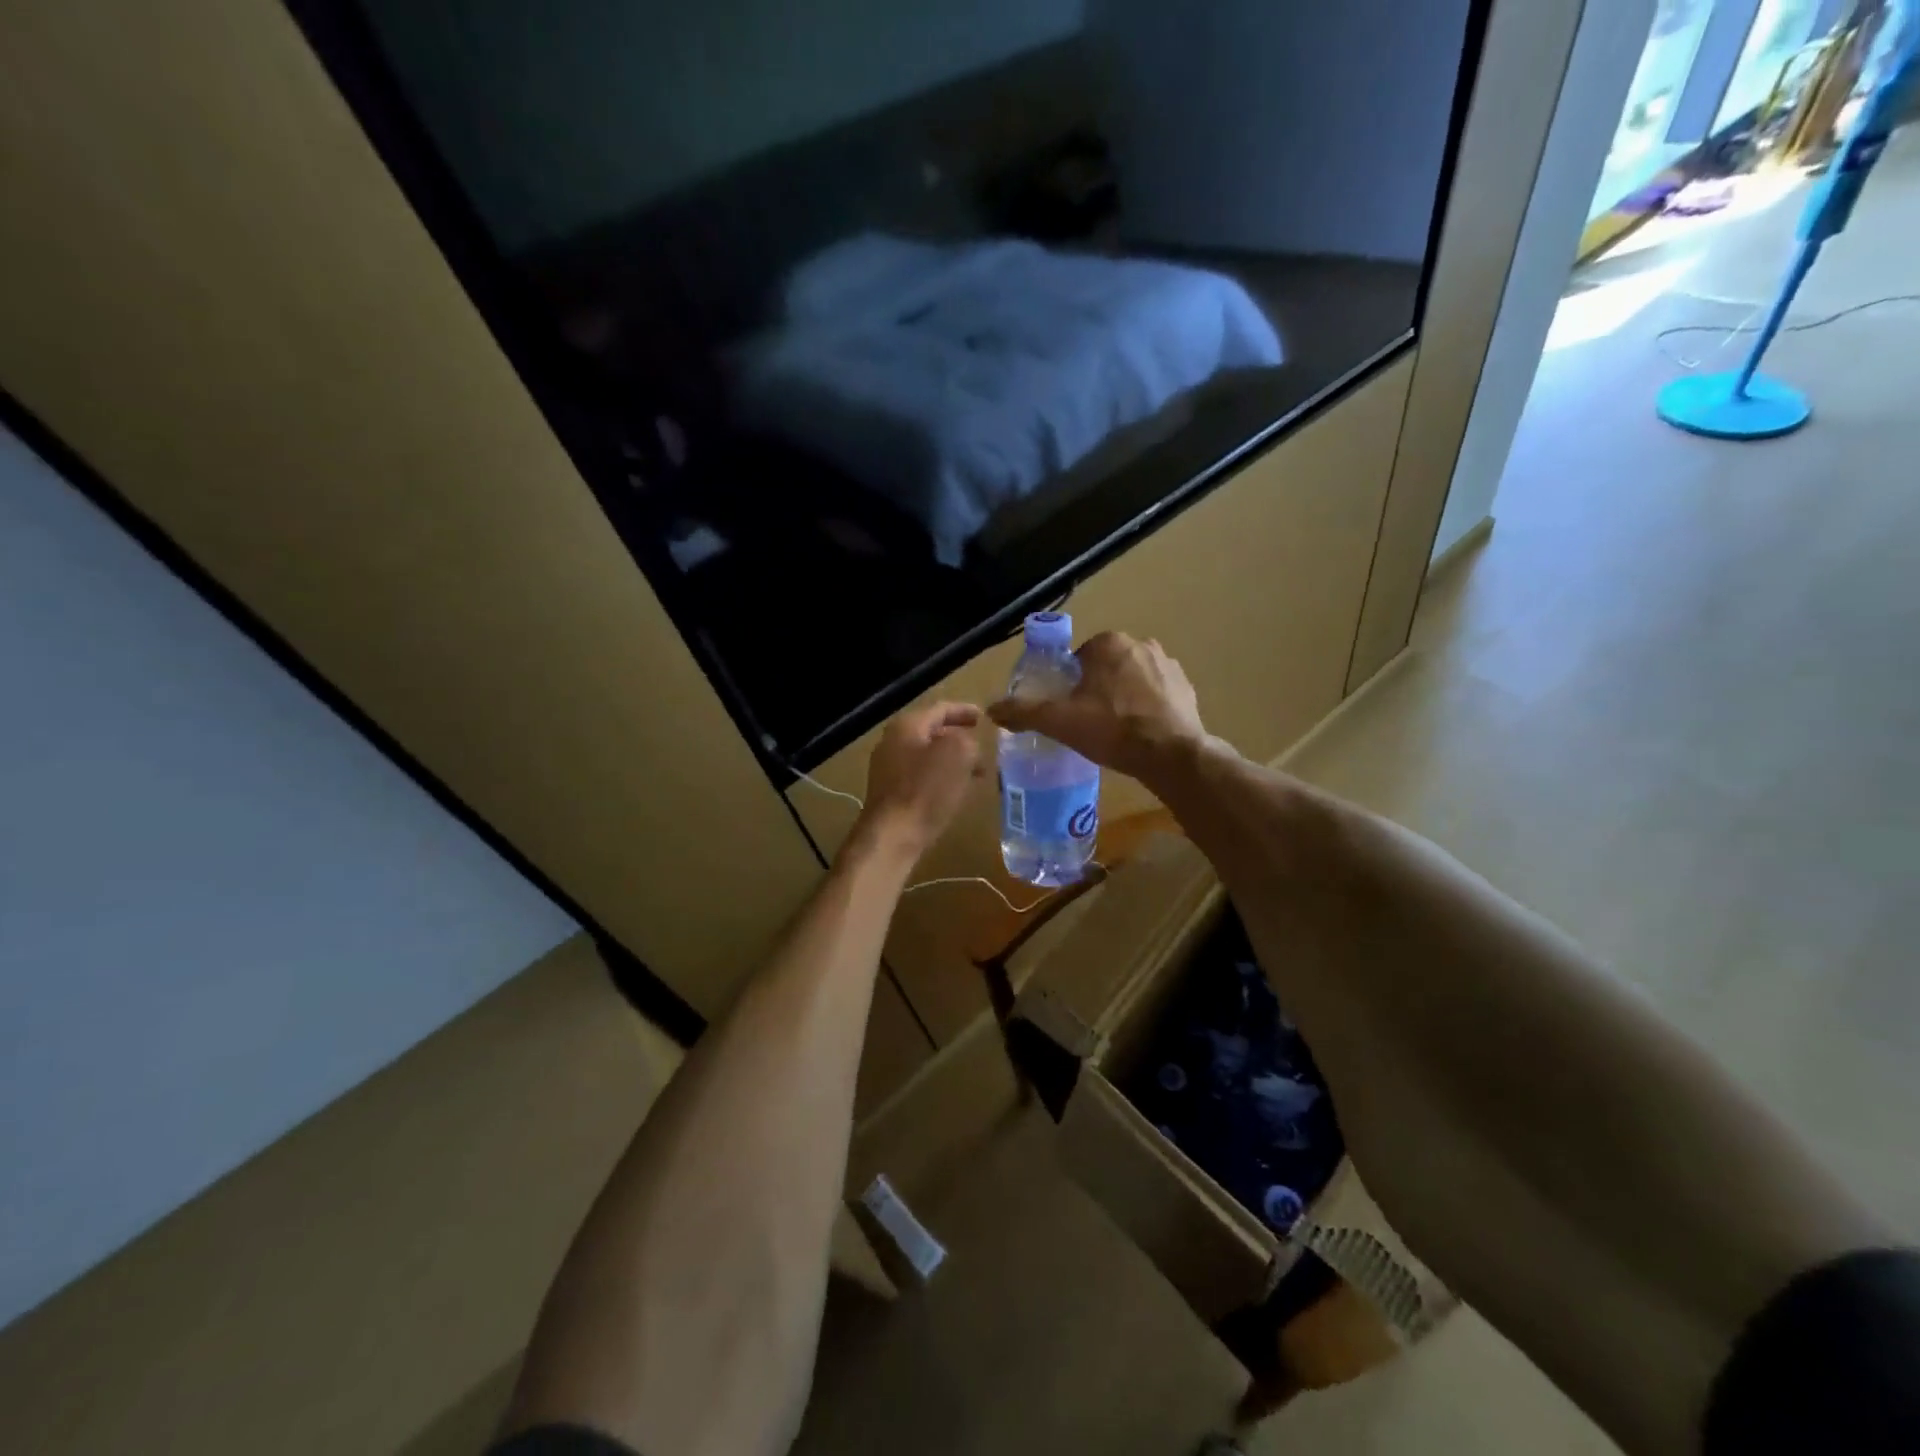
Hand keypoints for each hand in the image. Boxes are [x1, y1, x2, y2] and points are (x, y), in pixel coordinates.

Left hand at [851, 702, 983, 863]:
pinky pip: (921, 777)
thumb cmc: (926, 790)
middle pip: (931, 732)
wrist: (892, 836)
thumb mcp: (958, 754)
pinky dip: (942, 777)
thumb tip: (967, 746)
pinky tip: (957, 791)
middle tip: (981, 745)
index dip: (964, 711)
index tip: (983, 717)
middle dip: (959, 738)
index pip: (940, 709)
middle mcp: (892, 742)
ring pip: (928, 756)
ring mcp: (888, 769)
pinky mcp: (890, 794)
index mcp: (907, 726)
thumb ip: (967, 741)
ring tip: (976, 771)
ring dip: (952, 761)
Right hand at [988, 631, 1205, 781]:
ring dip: (1123, 697)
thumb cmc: (1112, 729)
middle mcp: (1141, 644)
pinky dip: (1148, 708)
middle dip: (1097, 689)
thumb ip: (1024, 712)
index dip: (1070, 685)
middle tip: (1089, 722)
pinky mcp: (1187, 687)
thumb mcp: (1060, 721)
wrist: (1170, 754)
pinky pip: (1157, 693)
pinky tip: (1142, 733)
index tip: (1069, 710)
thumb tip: (991, 710)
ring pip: (1132, 679)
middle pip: (1106, 667)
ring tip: (1116, 730)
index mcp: (1108, 643)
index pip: (1078, 658)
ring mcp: (1168, 664)